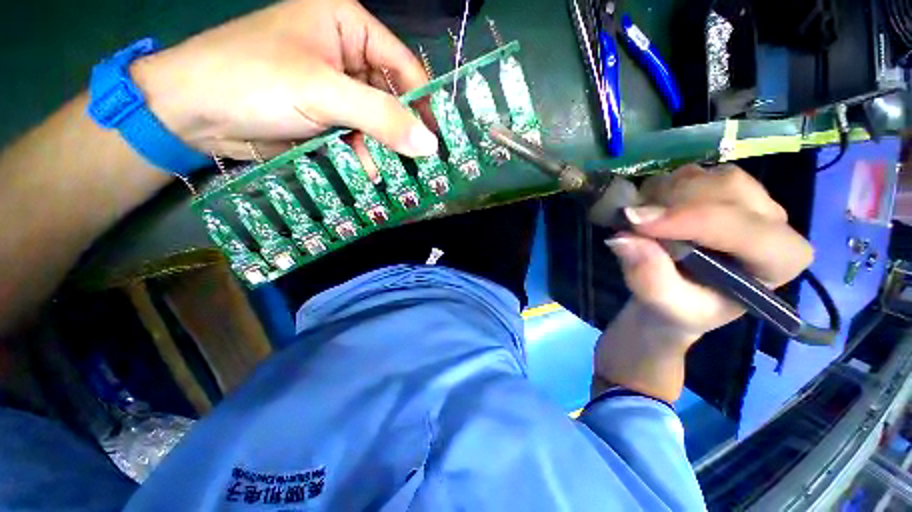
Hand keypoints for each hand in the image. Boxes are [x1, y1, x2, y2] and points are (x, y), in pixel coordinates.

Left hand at [129, 0, 438, 160]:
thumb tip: (430, 145)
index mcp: (349, 26)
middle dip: (403, 133)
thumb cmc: (253, 81)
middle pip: (392, 97)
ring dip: (383, 149)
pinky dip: (364, 155)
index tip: (438, 141)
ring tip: (393, 175)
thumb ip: (382, 117)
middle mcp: (347, 55)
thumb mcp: (323, 93)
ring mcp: (337, 89)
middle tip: (421, 165)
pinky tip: (367, 172)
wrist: (192, 111)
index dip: (424, 104)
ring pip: (377, 122)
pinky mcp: (326, 116)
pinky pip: (358, 136)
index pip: (404, 66)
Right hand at [593, 165, 812, 401]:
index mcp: (779, 261)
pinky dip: (659, 189)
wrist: (676, 296)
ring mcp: (748, 199)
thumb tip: (621, 239)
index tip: (635, 224)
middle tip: (631, 224)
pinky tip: (650, 212)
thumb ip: (648, 277)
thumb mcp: (663, 305)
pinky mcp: (721, 188)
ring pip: (705, 176)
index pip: (745, 230)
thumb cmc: (680, 309)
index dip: (689, 221)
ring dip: (662, 196)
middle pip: (727, 191)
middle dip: (671, 205)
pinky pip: (688, 173)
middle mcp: (772, 222)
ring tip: (641, 224)